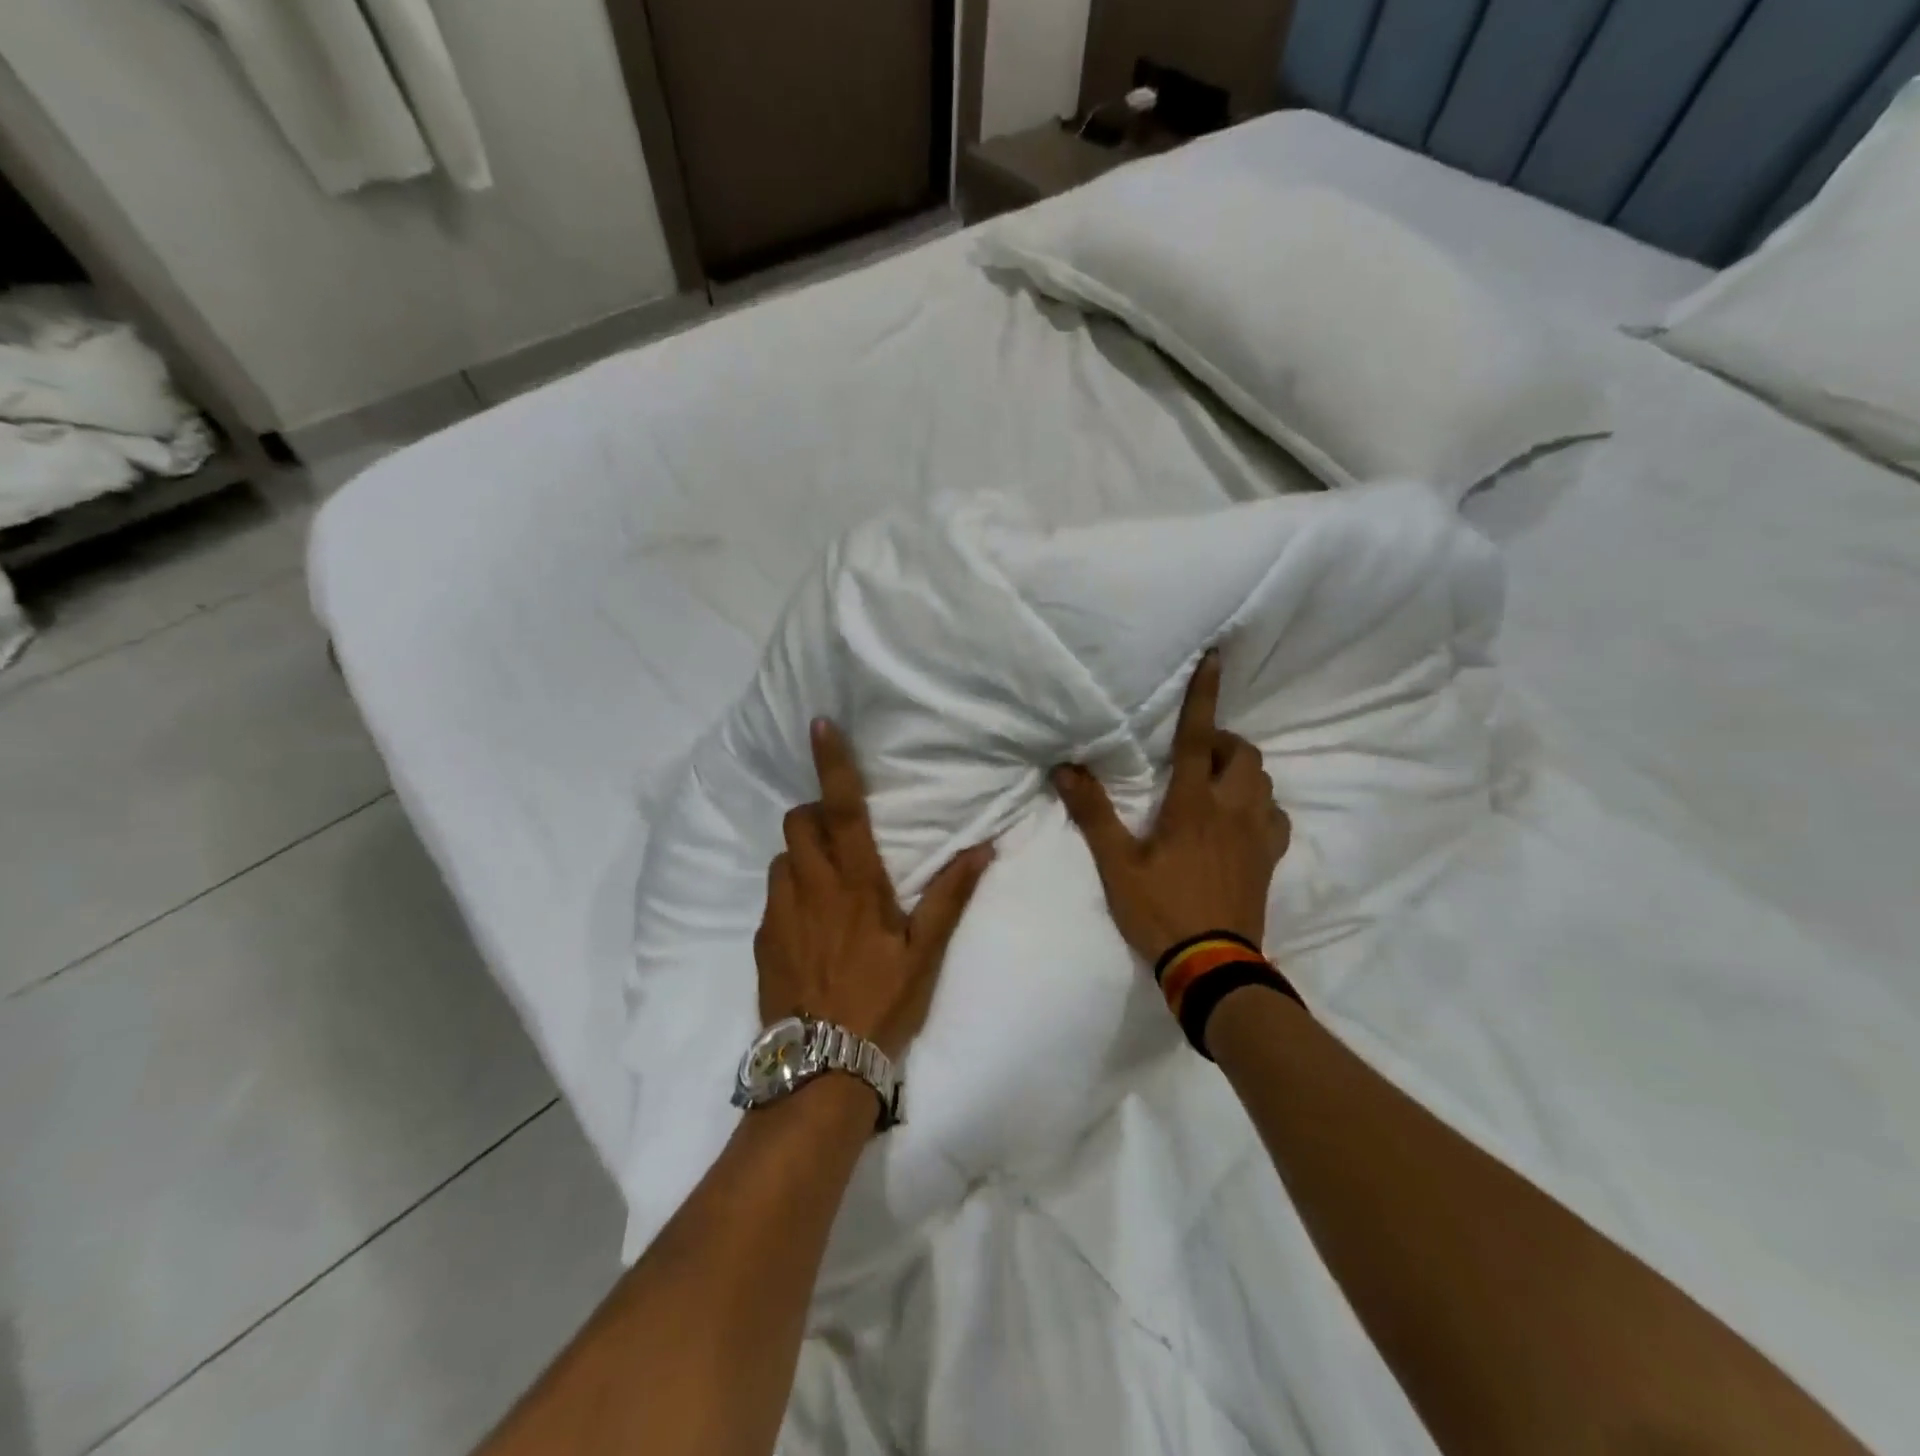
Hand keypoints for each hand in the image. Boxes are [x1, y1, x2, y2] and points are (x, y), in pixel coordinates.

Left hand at [756, 719, 993, 1058]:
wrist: (821, 1067)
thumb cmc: (882, 1004)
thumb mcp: (926, 953)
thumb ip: (951, 896)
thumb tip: (982, 847)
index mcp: (856, 884)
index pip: (841, 809)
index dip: (832, 764)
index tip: (819, 725)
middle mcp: (811, 887)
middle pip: (797, 823)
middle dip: (813, 814)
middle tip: (840, 836)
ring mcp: (779, 913)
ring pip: (781, 858)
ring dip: (801, 856)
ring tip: (826, 884)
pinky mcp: (762, 940)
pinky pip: (772, 897)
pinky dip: (790, 893)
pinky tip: (809, 927)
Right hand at [1053, 650, 1290, 964]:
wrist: (1212, 966)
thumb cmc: (1159, 910)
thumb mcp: (1117, 864)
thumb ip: (1093, 812)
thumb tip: (1065, 768)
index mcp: (1193, 804)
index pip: (1198, 737)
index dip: (1204, 695)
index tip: (1216, 657)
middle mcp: (1232, 809)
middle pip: (1243, 753)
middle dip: (1222, 741)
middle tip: (1193, 754)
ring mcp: (1257, 834)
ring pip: (1263, 780)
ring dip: (1240, 770)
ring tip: (1212, 783)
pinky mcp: (1270, 858)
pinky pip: (1275, 814)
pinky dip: (1260, 804)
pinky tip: (1239, 819)